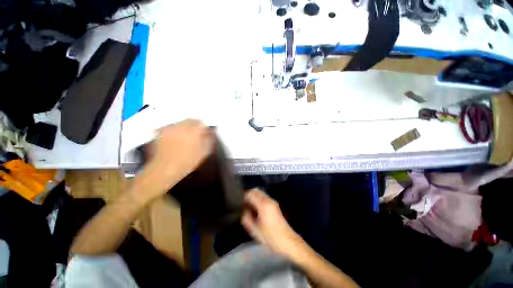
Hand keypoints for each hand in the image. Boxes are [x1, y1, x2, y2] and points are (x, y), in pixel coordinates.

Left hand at [141, 119, 213, 197]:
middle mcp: (182, 127)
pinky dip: (177, 129)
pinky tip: (177, 138)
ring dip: (186, 126)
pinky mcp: (162, 132)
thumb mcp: (204, 152)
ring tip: (187, 136)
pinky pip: (173, 127)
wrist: (166, 169)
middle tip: (197, 133)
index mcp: (194, 132)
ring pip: (181, 122)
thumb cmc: (188, 162)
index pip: (202, 123)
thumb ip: (209, 140)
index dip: (205, 127)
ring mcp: (171, 129)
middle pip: (191, 120)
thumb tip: (212, 132)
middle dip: (196, 124)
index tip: (206, 132)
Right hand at [241, 189, 304, 259]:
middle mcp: (269, 199)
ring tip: (247, 205)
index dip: (243, 196)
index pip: (251, 194)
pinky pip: (264, 197)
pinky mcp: (275, 205)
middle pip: (256, 191)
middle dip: (248, 195)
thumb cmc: (270, 237)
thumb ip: (246, 217)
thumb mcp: (254, 229)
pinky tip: (254, 208)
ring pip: (260, 193)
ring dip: (253, 196)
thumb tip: (243, 210)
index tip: (237, 201)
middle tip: (241, 203)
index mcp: (263, 204)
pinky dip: (257, 199)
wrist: (287, 241)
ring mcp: (273, 201)